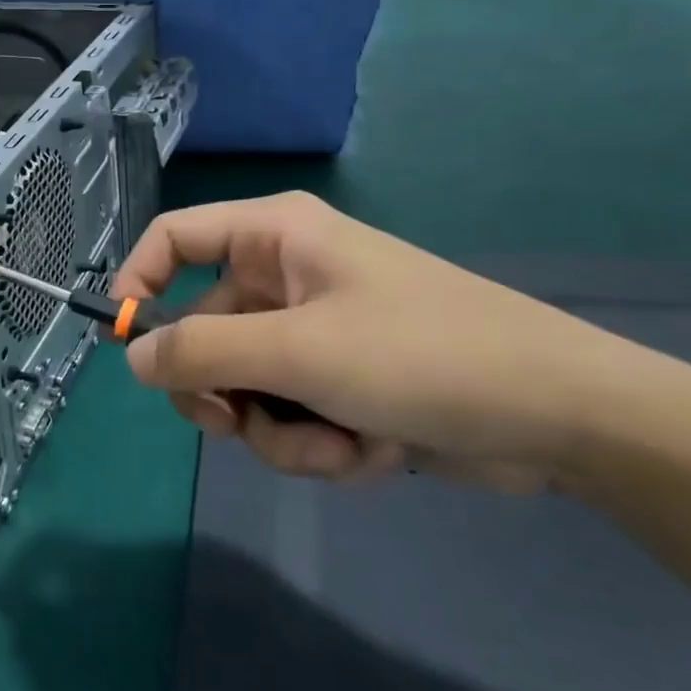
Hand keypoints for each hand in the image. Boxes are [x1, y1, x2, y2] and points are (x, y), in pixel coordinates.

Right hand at [113, 193, 669, 487]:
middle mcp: (286, 277)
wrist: (564, 417)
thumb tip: (132, 356)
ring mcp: (313, 332)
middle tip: (234, 425)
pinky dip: (316, 443)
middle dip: (222, 390)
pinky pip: (288, 413)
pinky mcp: (339, 381)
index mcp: (274, 237)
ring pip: (245, 385)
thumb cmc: (423, 354)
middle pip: (202, 328)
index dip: (138, 282)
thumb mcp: (299, 352)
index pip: (174, 237)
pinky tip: (370, 453)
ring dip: (279, 430)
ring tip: (336, 446)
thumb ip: (201, 352)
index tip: (127, 344)